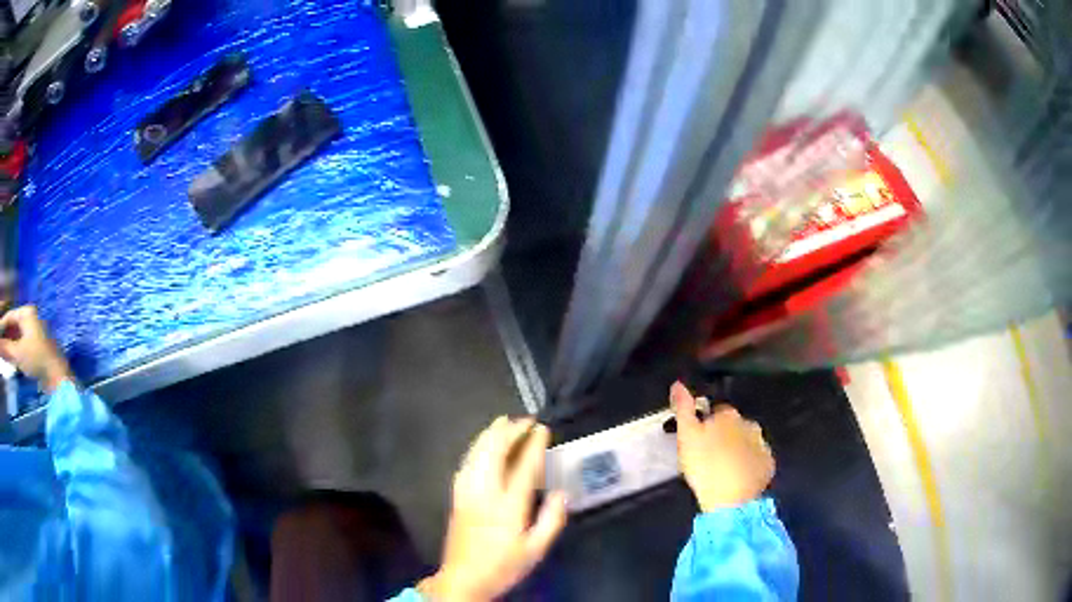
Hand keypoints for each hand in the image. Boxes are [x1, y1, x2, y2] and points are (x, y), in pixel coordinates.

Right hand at [0, 306, 72, 392]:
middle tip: (0, 345)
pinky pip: (21, 347)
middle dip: (5, 335)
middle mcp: (30, 319)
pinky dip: (15, 352)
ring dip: (9, 344)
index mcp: (26, 313)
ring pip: (16, 337)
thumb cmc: (37, 359)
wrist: (58, 377)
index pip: (10, 316)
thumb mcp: (18, 353)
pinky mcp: (36, 349)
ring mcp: (33, 333)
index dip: (3, 325)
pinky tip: (11, 359)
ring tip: (3, 353)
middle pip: (13, 326)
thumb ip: (7, 349)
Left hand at [420, 417, 566, 600]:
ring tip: (503, 422)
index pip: (523, 467)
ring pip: (476, 454)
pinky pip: (466, 463)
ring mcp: (467, 492)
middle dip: (510, 432)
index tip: (543, 429)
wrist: (463, 579)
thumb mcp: (536, 550)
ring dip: (490, 435)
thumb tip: (561, 493)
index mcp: (508, 506)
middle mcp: (485, 493)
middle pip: (494, 452)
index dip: (534, 445)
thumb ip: (552, 520)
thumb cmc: (504, 566)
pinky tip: (481, 445)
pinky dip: (476, 448)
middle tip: (525, 421)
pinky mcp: (456, 496)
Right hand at [671, 381, 773, 511]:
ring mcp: (762, 444)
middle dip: (725, 436)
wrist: (731, 499)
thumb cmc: (705, 465)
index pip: (717, 411)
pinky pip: (757, 460)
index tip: (699, 440)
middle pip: (735, 426)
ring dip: (738, 450)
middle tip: (710, 457)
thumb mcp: (686, 436)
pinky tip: (737, 478)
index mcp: (729, 415)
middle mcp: (750, 424)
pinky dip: (749, 465)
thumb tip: (678, 383)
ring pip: (747, 442)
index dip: (707, 424)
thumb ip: (683, 409)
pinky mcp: (768, 464)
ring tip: (723, 469)